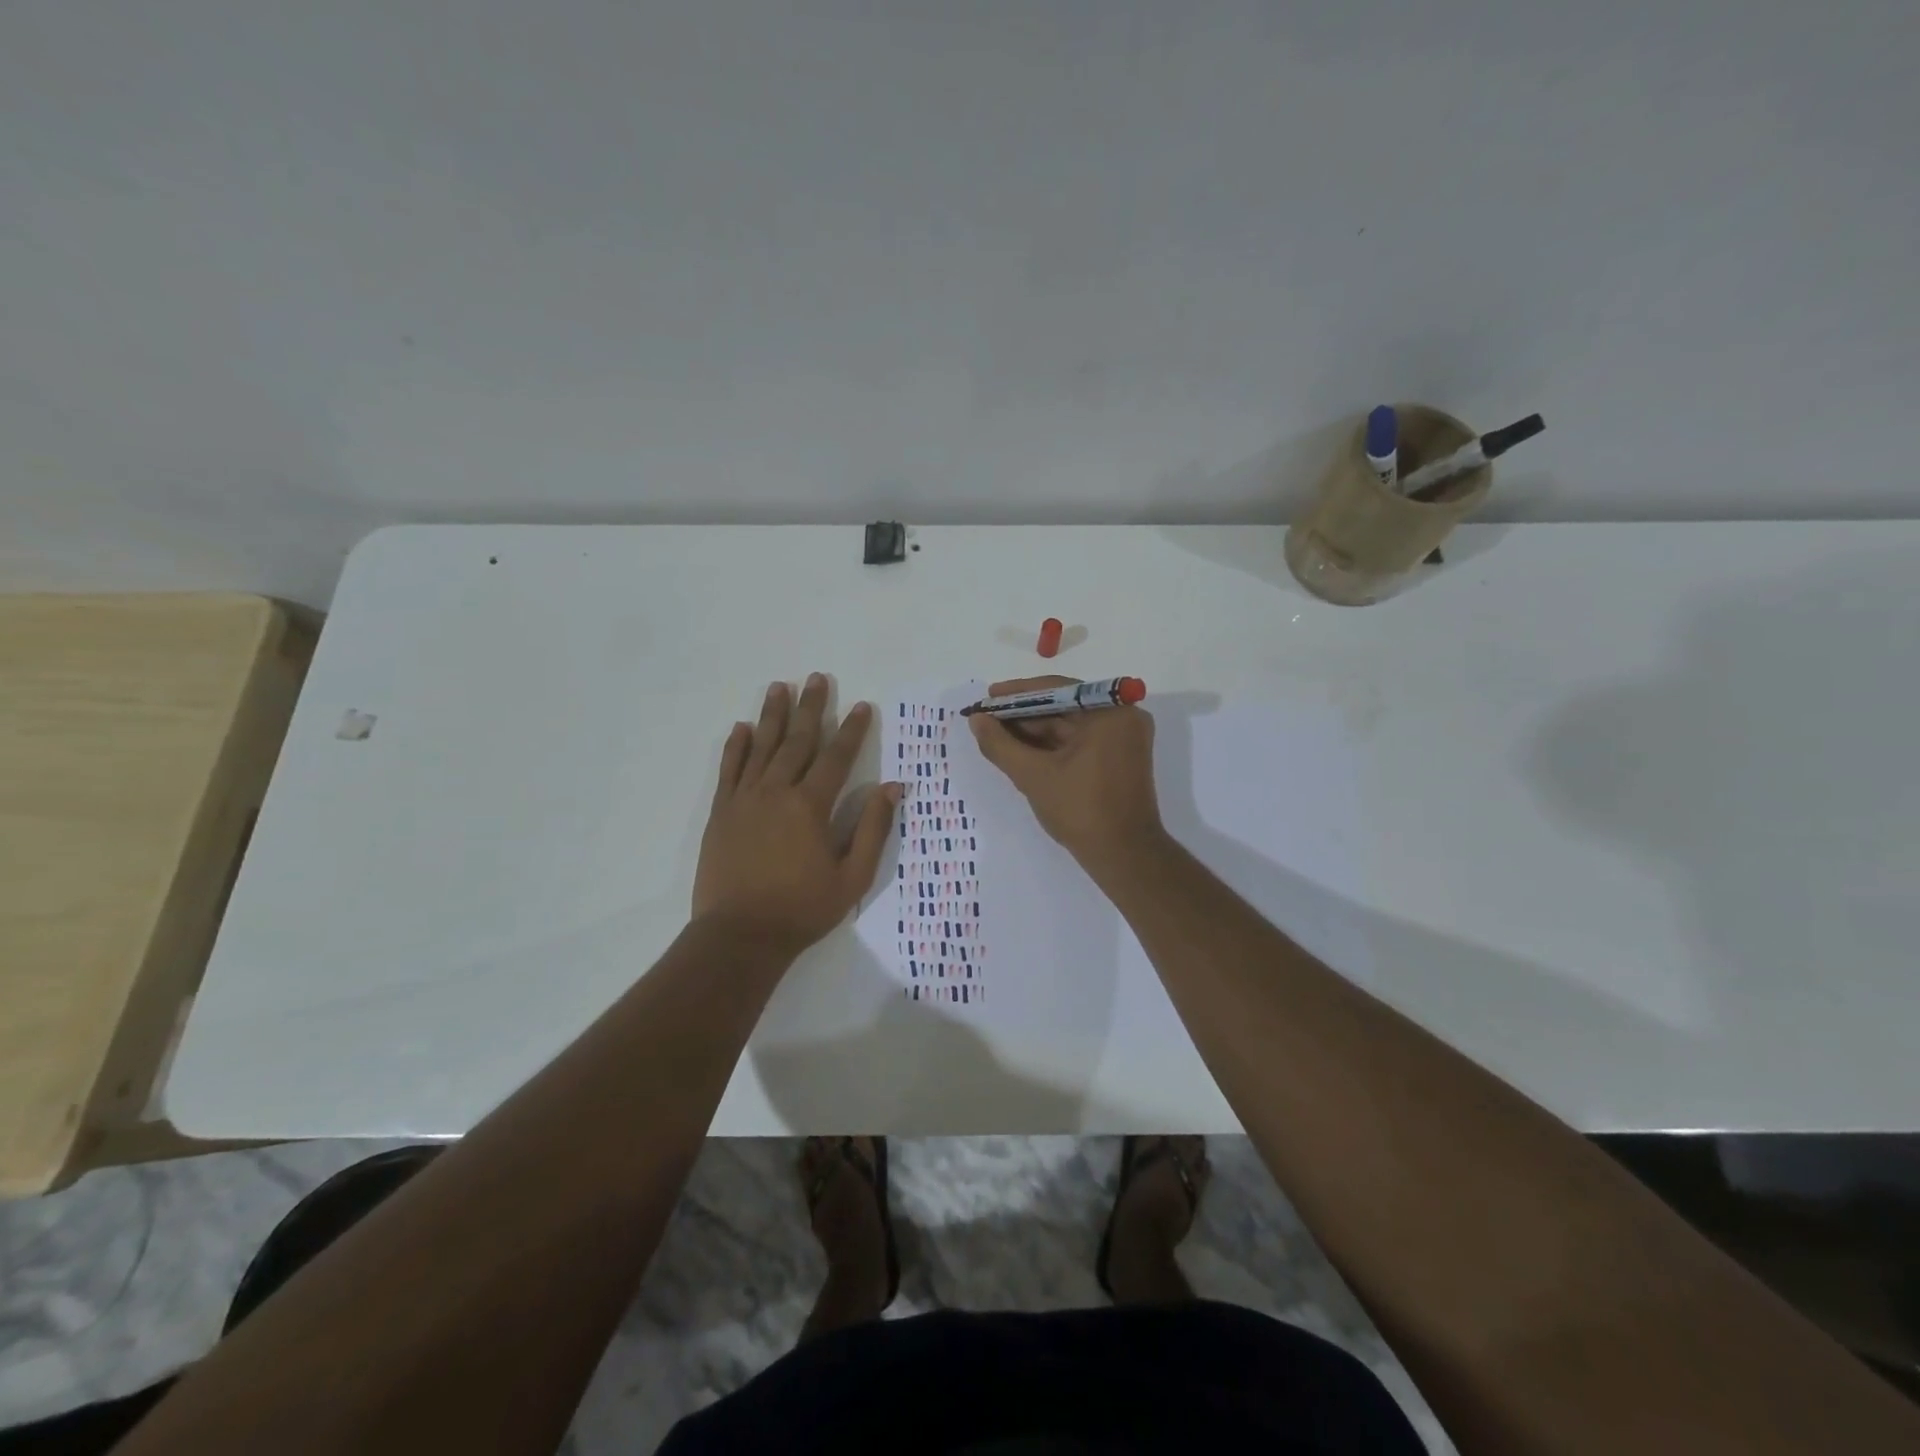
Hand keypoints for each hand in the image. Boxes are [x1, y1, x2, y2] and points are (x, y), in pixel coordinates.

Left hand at [693, 674, 900, 956]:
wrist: (740, 935)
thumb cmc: (803, 909)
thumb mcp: (852, 876)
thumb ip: (872, 828)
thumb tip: (892, 787)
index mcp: (810, 806)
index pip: (836, 758)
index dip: (851, 731)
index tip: (862, 706)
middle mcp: (776, 792)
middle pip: (797, 741)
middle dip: (810, 708)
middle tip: (817, 678)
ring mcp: (744, 800)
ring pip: (761, 747)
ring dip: (772, 715)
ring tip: (779, 687)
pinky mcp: (721, 813)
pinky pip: (729, 770)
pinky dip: (736, 747)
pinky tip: (741, 727)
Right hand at [968, 676, 1163, 867]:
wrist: (1124, 856)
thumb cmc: (1081, 811)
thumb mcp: (1033, 775)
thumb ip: (1000, 744)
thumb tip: (976, 720)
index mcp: (1110, 712)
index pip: (1056, 690)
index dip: (1017, 693)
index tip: (987, 696)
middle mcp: (1123, 717)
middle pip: (1063, 706)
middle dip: (1022, 714)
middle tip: (986, 718)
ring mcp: (1123, 739)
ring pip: (1068, 725)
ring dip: (1033, 731)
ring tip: (995, 735)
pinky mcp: (1119, 758)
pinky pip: (1079, 741)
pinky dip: (1051, 746)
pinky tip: (1020, 750)